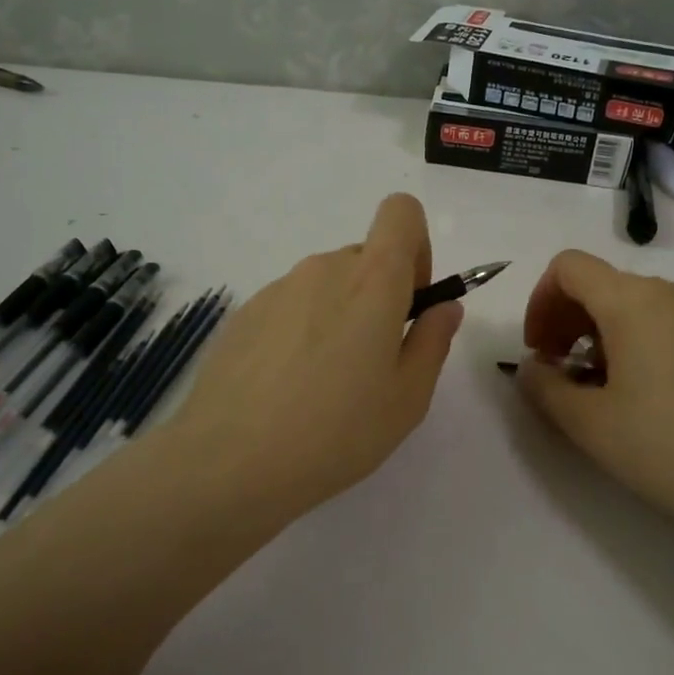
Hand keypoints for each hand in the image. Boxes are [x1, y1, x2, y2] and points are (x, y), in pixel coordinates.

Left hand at [147, 194, 462, 522]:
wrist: (229, 462)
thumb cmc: (337, 431)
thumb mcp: (408, 397)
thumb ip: (433, 340)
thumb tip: (443, 306)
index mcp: (371, 280)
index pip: (401, 212)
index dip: (416, 247)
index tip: (410, 301)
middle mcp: (322, 269)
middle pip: (364, 258)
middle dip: (379, 296)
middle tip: (371, 364)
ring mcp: (277, 289)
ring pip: (325, 285)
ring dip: (338, 316)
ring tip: (324, 384)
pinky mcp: (244, 314)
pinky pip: (289, 307)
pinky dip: (300, 332)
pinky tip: (286, 389)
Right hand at [514, 250, 673, 544]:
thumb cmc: (666, 446)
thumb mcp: (587, 423)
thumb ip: (544, 387)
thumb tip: (532, 367)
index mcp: (631, 300)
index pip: (568, 267)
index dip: (540, 301)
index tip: (539, 350)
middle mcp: (670, 292)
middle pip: (602, 283)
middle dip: (567, 319)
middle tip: (559, 371)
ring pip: (635, 304)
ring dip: (601, 332)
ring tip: (600, 386)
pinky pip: (667, 322)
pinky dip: (638, 341)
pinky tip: (645, 393)